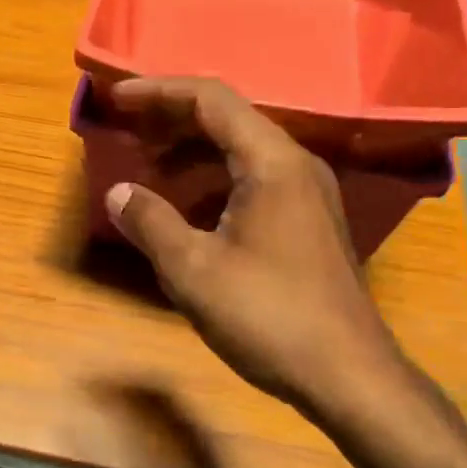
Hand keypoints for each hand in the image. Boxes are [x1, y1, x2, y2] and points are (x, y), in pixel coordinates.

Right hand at [103, 77, 404, 421]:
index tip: (117, 98)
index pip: (211, 99)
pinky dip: (214, 181)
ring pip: (242, 152)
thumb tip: (119, 193)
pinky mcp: (310, 224)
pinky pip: (255, 180)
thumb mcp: (194, 270)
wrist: (349, 376)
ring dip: (193, 152)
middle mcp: (296, 166)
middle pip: (229, 119)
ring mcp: (309, 195)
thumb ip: (151, 223)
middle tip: (128, 128)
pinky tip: (190, 211)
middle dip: (173, 118)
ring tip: (151, 168)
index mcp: (272, 162)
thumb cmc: (269, 317)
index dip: (159, 91)